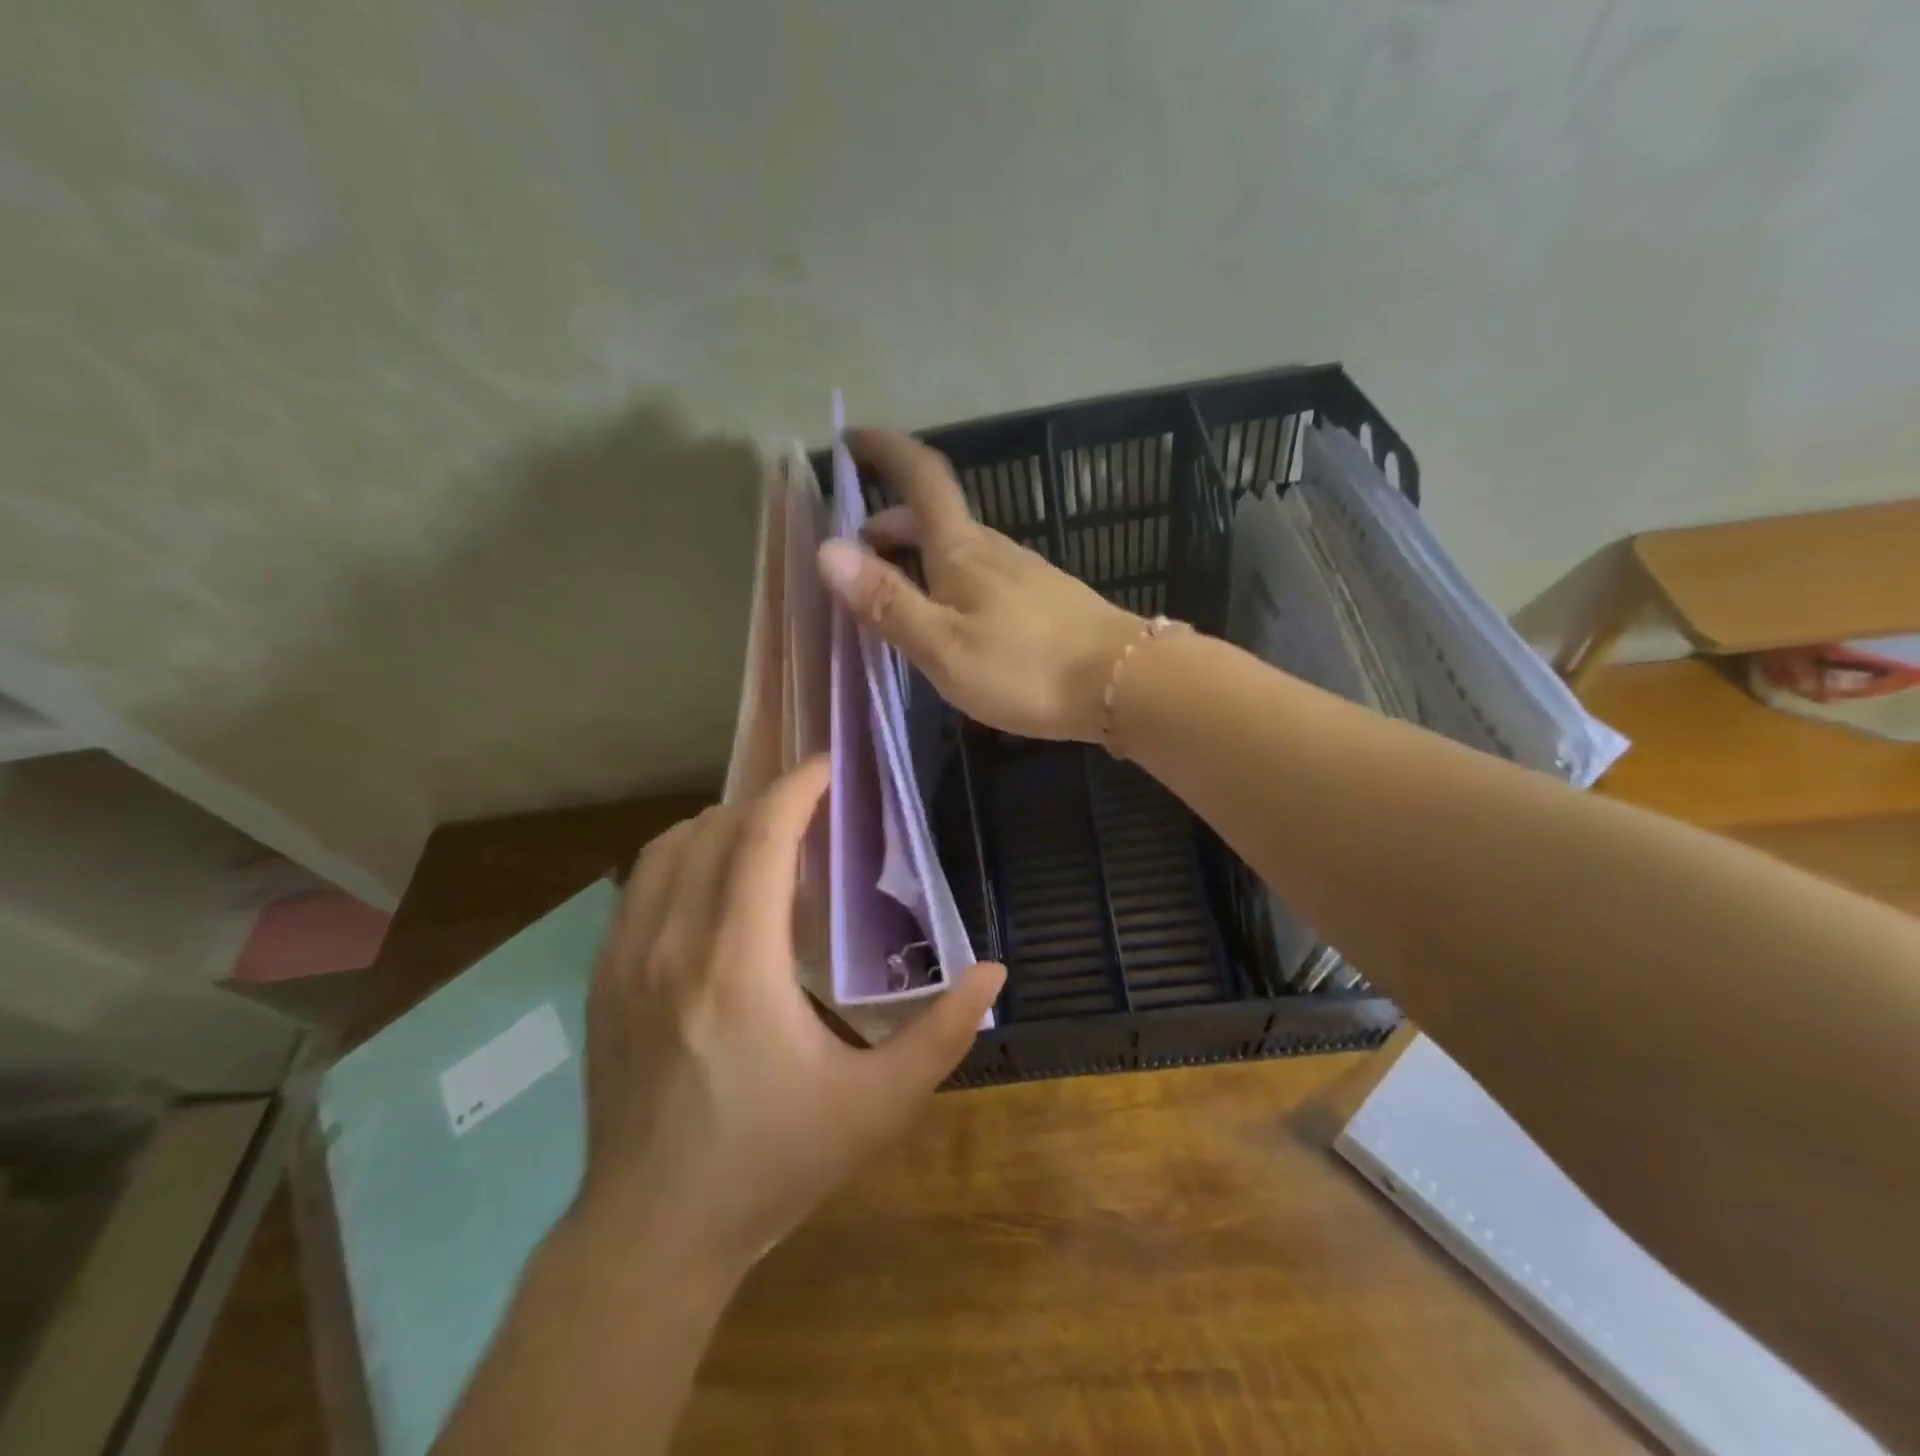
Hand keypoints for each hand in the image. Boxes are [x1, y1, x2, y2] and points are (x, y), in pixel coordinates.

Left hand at [577, 757, 1004, 1274]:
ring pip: (666, 849)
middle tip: (811, 815)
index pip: (759, 836)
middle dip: (764, 803)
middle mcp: (671, 943)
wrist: (652, 1233)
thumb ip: (942, 1035)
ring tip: (762, 844)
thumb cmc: (770, 1162)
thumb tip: (993, 971)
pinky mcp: (602, 981)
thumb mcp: (876, 1108)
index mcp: (736, 963)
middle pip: (712, 829)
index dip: (797, 787)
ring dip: (719, 827)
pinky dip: (677, 860)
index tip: (830, 767)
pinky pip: (636, 886)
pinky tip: (708, 889)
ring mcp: (626, 960)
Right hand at [816, 428, 1144, 741]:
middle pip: (936, 516)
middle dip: (892, 523)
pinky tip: (953, 619)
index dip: (886, 451)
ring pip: (961, 547)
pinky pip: (984, 574)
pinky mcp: (1045, 599)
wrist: (1125, 683)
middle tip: (860, 554)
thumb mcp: (942, 645)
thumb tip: (828, 550)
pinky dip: (951, 580)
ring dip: (921, 555)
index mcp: (962, 550)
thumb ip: (888, 601)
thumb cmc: (1025, 667)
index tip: (853, 438)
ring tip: (898, 594)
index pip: (921, 478)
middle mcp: (994, 549)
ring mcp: (1025, 572)